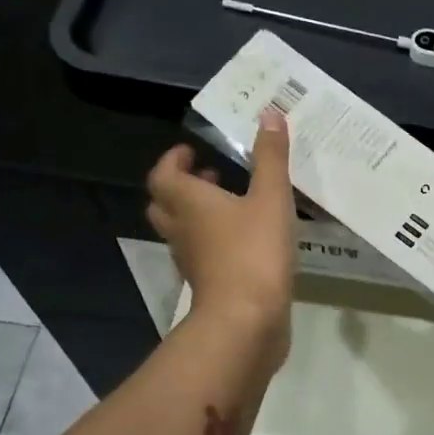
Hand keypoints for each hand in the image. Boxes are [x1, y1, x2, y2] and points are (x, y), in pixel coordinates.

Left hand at [146, 109, 296, 347]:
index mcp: (188, 202)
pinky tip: (244, 239)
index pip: (163, 175)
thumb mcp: (270, 197)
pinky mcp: (207, 284)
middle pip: (164, 203)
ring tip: (230, 204)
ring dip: (197, 214)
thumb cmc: (254, 252)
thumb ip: (270, 157)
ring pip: (181, 230)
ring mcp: (191, 260)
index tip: (192, 152)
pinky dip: (213, 240)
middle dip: (181, 186)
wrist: (246, 321)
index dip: (173, 160)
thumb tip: (269, 113)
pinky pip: (201, 254)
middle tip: (209, 176)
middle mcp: (181, 229)